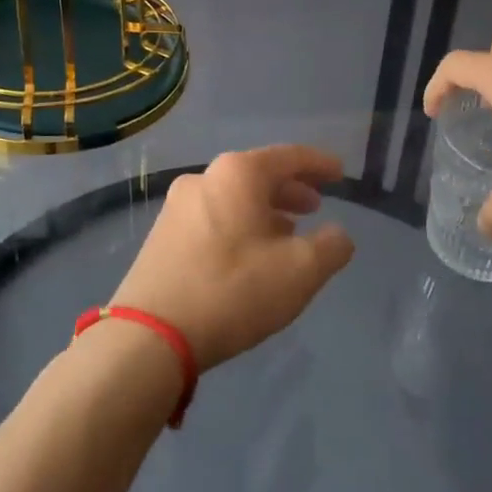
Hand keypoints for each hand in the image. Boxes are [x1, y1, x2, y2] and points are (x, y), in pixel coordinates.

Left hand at [113, 146, 354, 370]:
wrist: (150, 335)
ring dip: (265, 211)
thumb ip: (331, 247)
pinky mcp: (161, 236)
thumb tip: (338, 236)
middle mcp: (204, 179)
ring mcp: (176, 207)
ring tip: (287, 234)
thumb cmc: (233, 291)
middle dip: (291, 190)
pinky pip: (213, 218)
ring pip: (234, 199)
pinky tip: (250, 254)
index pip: (289, 157)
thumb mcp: (300, 272)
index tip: (340, 172)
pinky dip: (240, 226)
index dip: (319, 164)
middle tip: (316, 207)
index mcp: (238, 174)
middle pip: (258, 175)